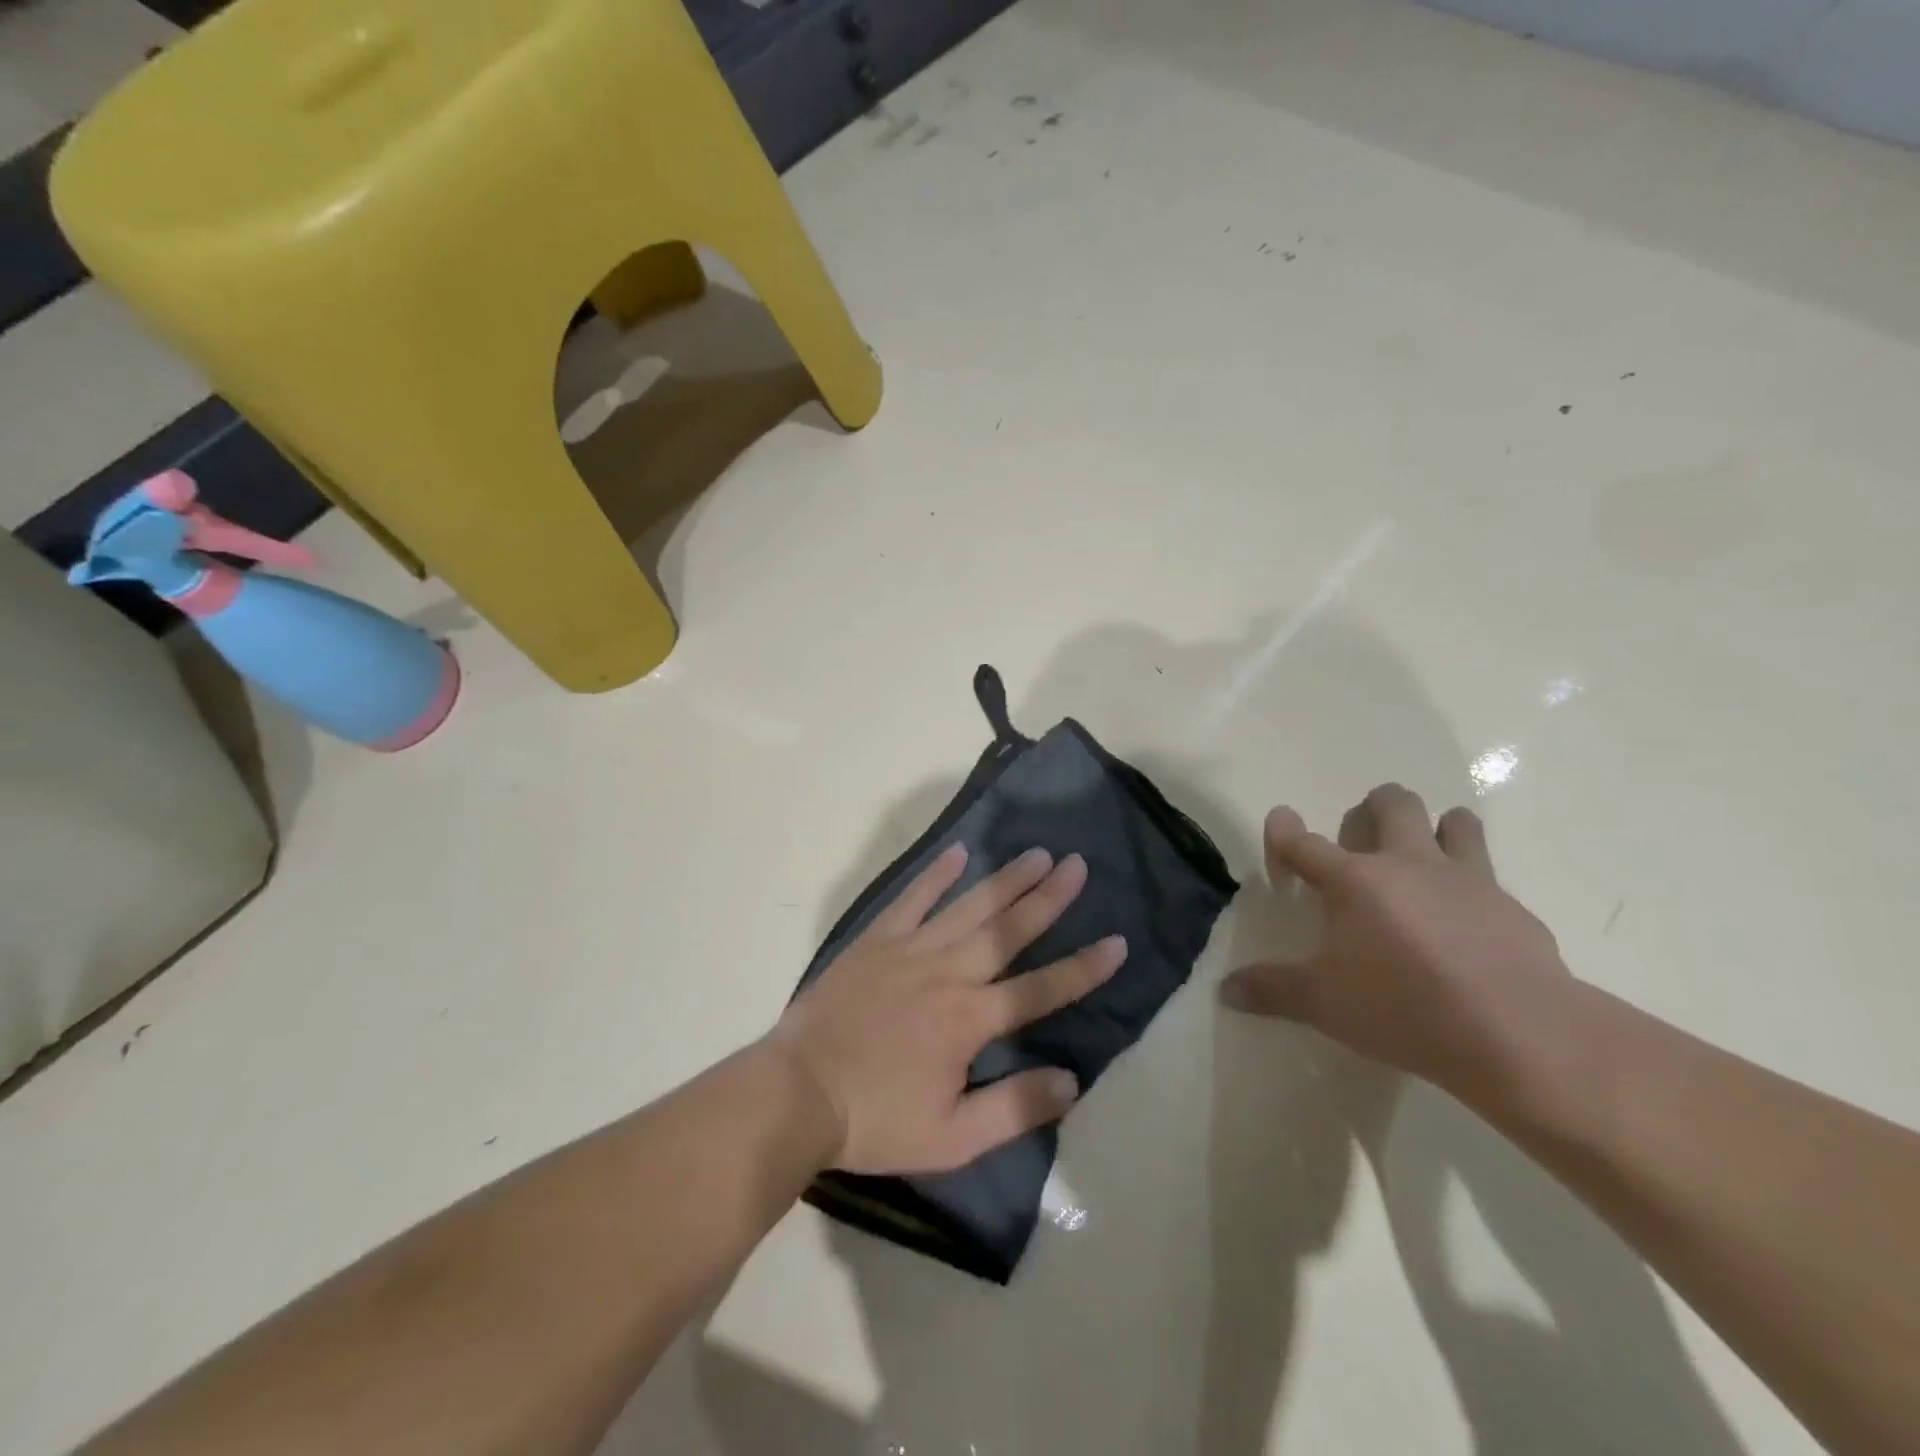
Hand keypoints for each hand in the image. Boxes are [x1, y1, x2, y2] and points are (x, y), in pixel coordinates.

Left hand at [770, 845, 1127, 1174]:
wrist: (798, 1093)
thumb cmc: (877, 1120)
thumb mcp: (952, 1137)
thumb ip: (1014, 1108)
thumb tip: (1071, 1080)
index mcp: (969, 1020)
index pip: (1040, 989)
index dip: (1082, 968)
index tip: (1117, 943)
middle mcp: (947, 973)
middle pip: (1007, 930)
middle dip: (1047, 898)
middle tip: (1078, 865)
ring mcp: (909, 950)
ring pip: (968, 907)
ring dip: (1005, 879)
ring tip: (1037, 854)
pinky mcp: (876, 940)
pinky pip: (912, 899)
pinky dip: (936, 875)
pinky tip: (958, 854)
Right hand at [1220, 784, 1574, 1098]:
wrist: (1519, 1034)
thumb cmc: (1403, 1009)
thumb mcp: (1323, 1004)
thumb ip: (1271, 990)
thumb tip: (1226, 990)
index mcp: (1354, 881)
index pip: (1305, 843)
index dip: (1285, 830)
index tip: (1279, 819)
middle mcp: (1408, 864)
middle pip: (1392, 806)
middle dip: (1375, 805)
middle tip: (1366, 827)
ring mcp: (1466, 879)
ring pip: (1455, 822)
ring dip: (1438, 826)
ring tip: (1428, 850)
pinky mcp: (1511, 906)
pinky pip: (1490, 875)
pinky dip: (1473, 884)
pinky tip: (1471, 918)